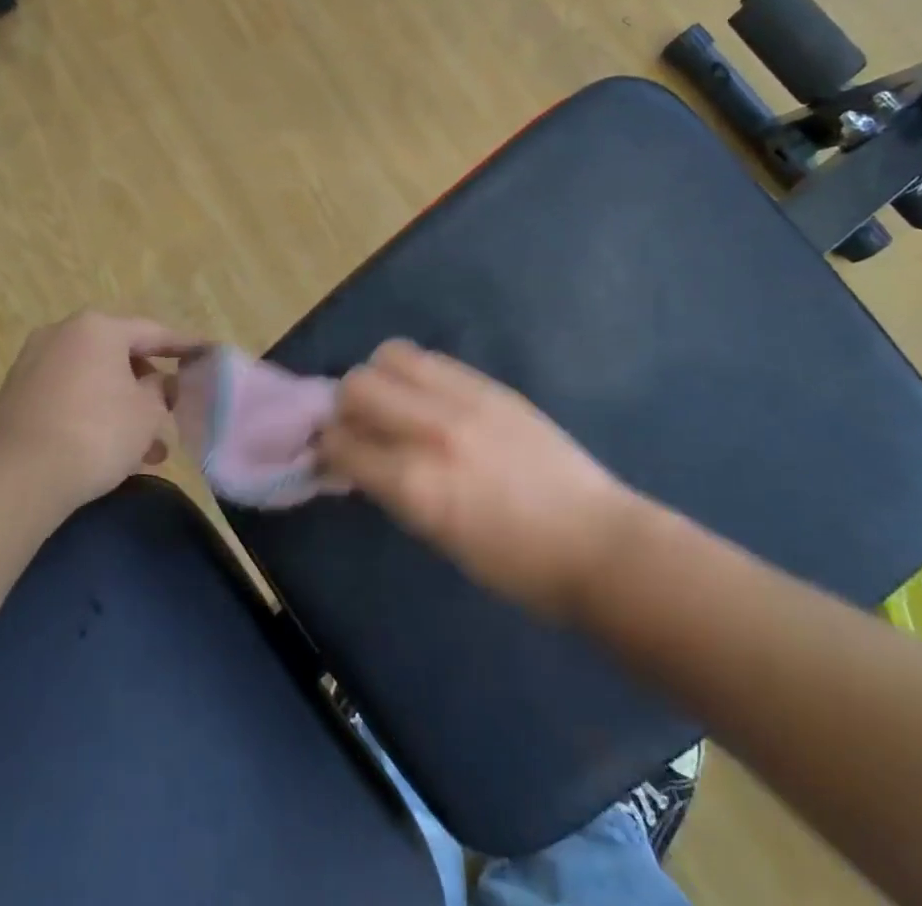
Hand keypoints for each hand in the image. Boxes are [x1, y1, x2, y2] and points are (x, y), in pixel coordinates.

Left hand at [0, 310, 200, 512]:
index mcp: (98, 327)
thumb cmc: (96, 432)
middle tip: (170, 413)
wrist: (14, 478)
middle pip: (120, 356)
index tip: (208, 354)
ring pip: (95, 382)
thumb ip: (161, 391)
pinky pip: (70, 398)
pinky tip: (111, 455)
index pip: (153, 332)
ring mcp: (34, 365)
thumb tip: (160, 384)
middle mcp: (63, 335)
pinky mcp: (16, 398)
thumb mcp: (146, 413)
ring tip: (147, 452)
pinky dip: (93, 417)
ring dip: (123, 410)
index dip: (185, 346)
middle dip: (148, 388)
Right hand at [317, 340, 640, 618]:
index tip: (330, 454)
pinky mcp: (491, 385)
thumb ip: (392, 488)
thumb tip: (357, 458)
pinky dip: (417, 375)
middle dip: (346, 405)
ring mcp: (464, 399)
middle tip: (361, 426)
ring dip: (380, 378)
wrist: (595, 543)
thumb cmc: (513, 565)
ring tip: (395, 404)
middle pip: (357, 384)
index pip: (341, 442)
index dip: (326, 447)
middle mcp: (432, 431)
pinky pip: (433, 360)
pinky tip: (430, 399)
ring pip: (391, 355)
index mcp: (415, 484)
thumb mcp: (437, 536)